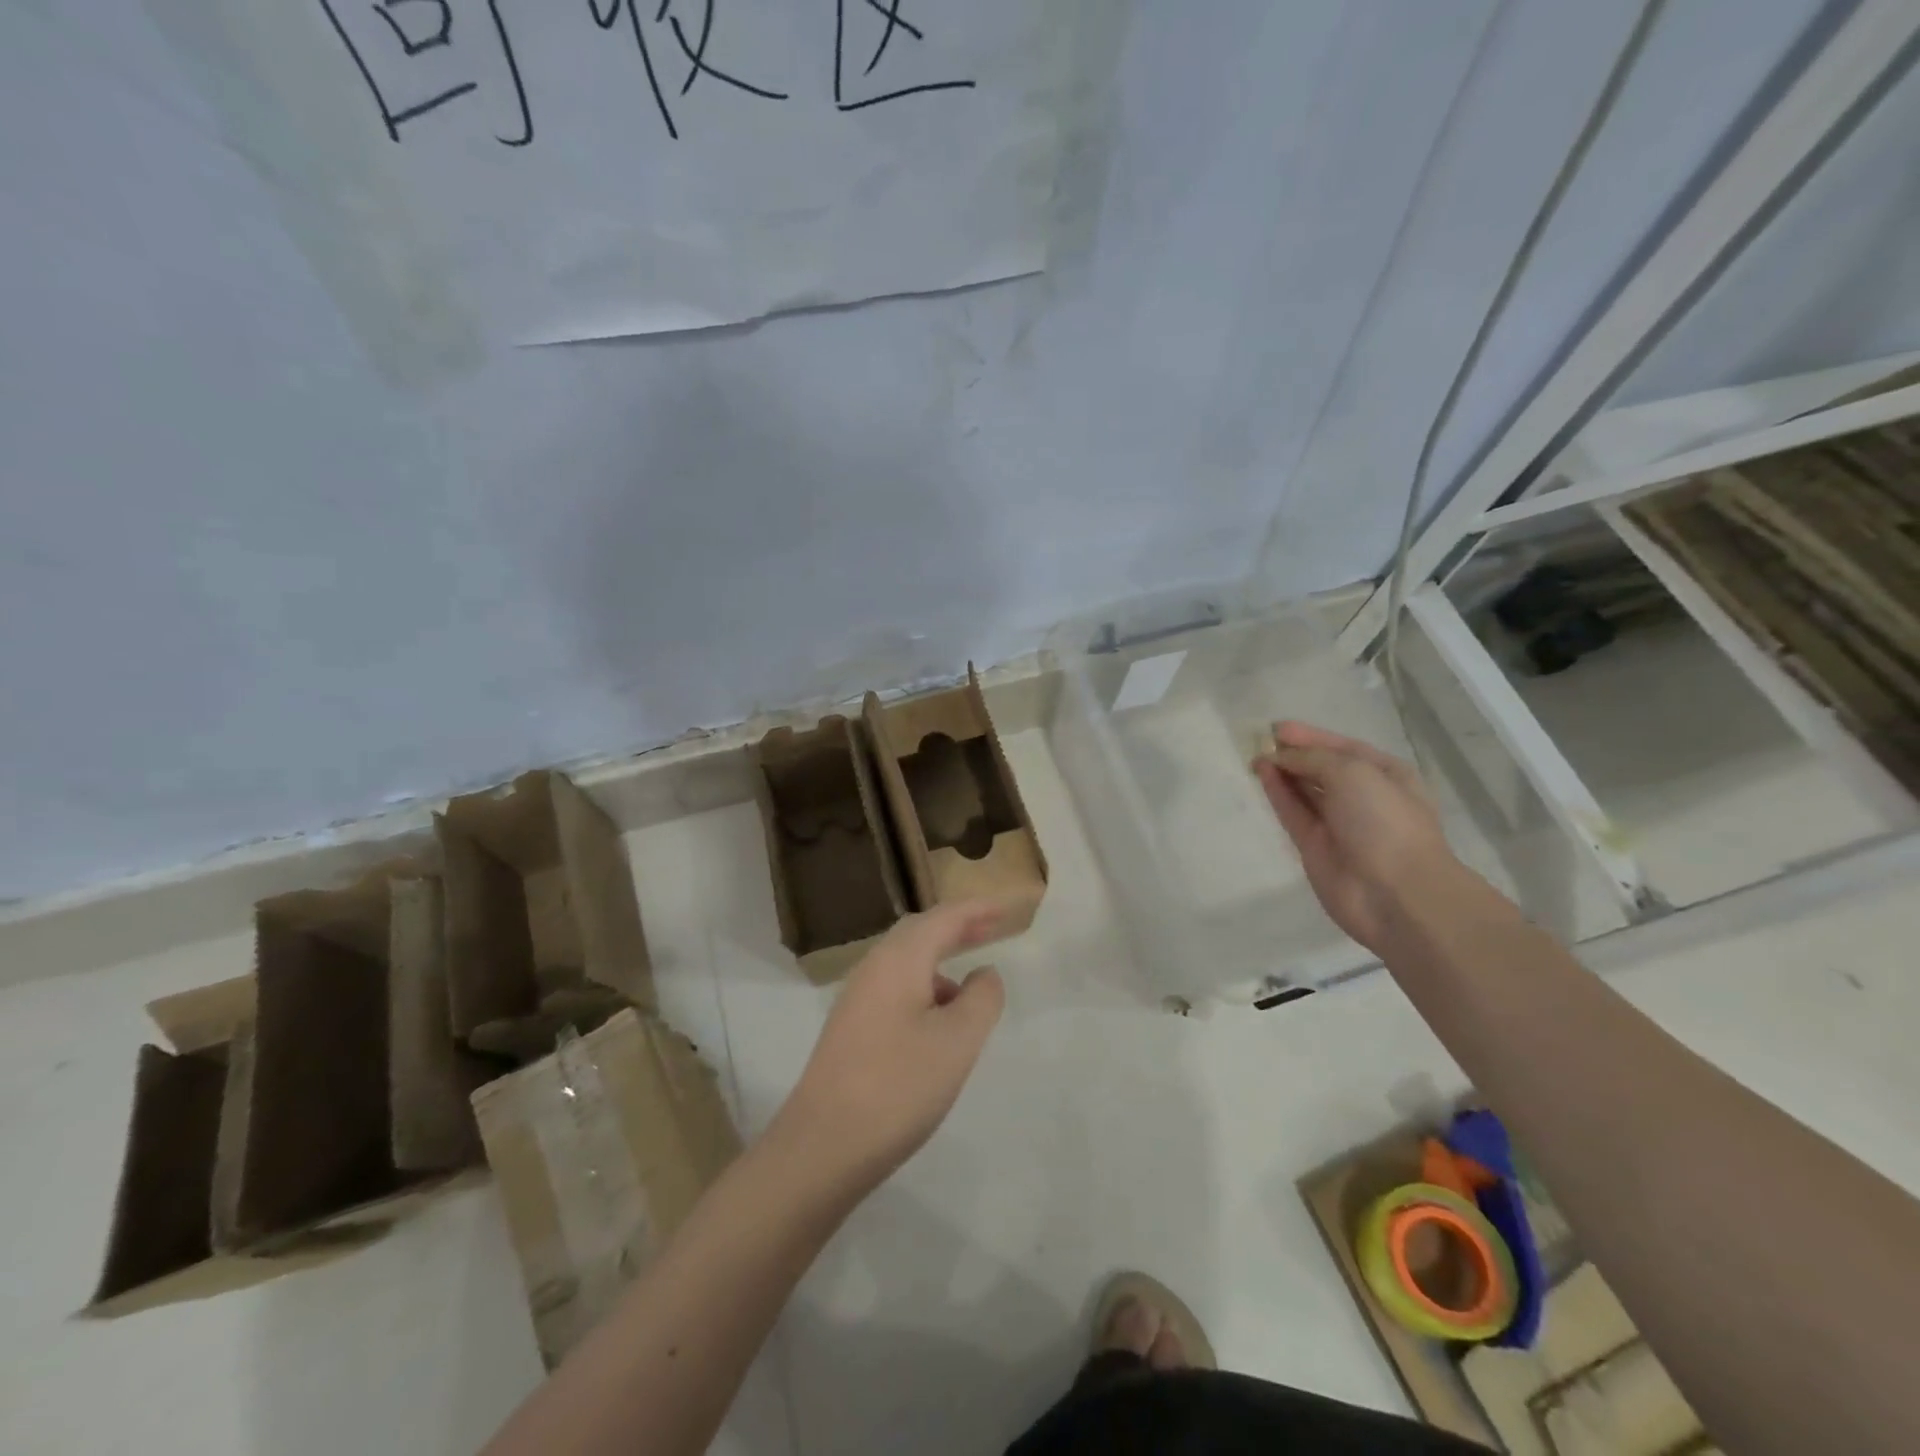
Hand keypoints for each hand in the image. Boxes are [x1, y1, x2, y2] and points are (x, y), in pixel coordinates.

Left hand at [771, 899, 1008, 1193]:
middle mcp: (873, 969)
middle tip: (991, 928)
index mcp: (898, 960)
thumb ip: (980, 999)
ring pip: (905, 963)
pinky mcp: (851, 1029)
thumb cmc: (898, 1086)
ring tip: (971, 986)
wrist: (822, 1146)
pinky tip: (938, 1023)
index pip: (943, 918)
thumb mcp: (957, 1041)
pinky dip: (924, 989)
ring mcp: (857, 999)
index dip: (976, 910)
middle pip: (919, 933)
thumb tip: (984, 974)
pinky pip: (895, 989)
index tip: (1005, 908)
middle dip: (957, 929)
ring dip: (940, 962)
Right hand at [1254, 721, 1454, 953]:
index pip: (1343, 748)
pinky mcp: (1315, 846)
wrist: (1395, 893)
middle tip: (1259, 740)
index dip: (1311, 736)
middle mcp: (1363, 797)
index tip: (1277, 728)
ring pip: (1305, 791)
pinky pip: (1293, 813)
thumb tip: (1280, 756)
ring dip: (1282, 772)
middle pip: (1322, 769)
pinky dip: (1278, 794)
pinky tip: (1261, 775)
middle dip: (1295, 754)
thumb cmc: (1385, 821)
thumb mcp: (1352, 773)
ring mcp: (1339, 823)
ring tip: (1254, 756)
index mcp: (1386, 775)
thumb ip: (1312, 758)